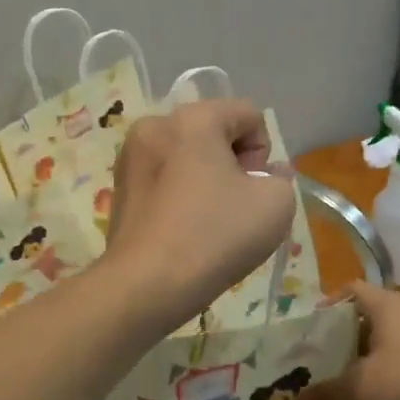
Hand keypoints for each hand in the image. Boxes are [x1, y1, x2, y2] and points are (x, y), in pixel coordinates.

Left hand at [104, 99, 296, 326]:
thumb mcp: (275, 204)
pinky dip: (179, 194)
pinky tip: (182, 228)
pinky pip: (163, 177)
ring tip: (207, 221)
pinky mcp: (119, 186)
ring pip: (186, 156)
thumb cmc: (214, 236)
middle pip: (213, 131)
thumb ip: (281, 178)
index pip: (248, 114)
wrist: (146, 285)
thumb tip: (264, 175)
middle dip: (232, 163)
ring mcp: (130, 156)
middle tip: (234, 207)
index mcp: (193, 118)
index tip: (254, 189)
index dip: (263, 152)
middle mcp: (155, 125)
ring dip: (204, 179)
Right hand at [297, 281, 399, 399]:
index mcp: (388, 305)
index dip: (326, 305)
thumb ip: (326, 392)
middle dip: (338, 343)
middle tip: (312, 364)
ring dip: (359, 368)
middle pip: (365, 321)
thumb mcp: (359, 388)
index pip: (351, 290)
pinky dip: (381, 386)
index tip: (305, 330)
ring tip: (332, 390)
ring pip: (382, 350)